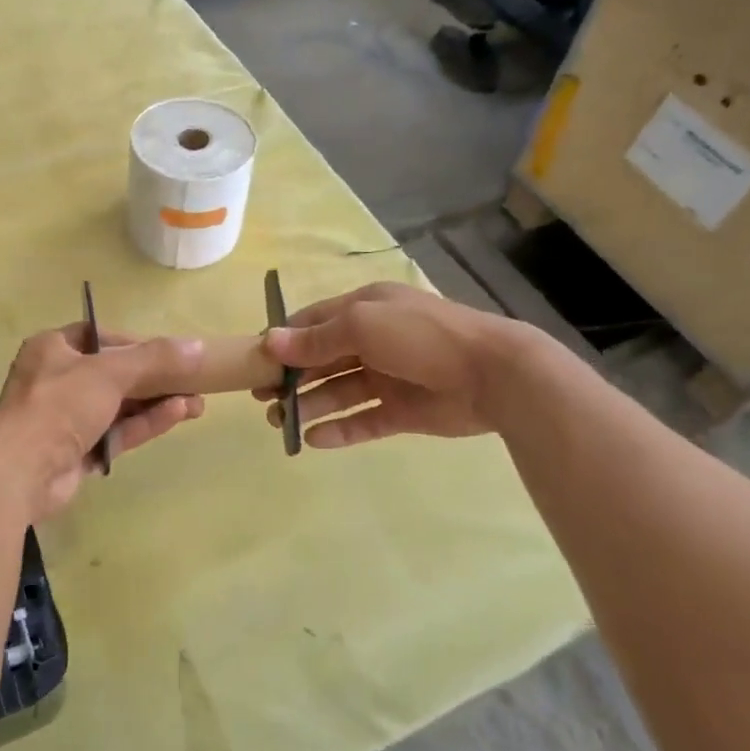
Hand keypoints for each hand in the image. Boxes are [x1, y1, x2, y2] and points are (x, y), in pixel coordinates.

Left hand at [0, 325, 205, 522]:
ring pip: (120, 405)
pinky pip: (117, 431)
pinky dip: (145, 423)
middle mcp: (57, 380)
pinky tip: (178, 415)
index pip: (100, 337)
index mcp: (53, 349)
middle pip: (114, 373)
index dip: (135, 342)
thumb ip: (155, 358)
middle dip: (155, 378)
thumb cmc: (59, 405)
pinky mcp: (77, 451)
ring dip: (156, 402)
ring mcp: (67, 419)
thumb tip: (198, 346)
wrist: (20, 473)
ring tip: (198, 403)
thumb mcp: (110, 372)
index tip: (169, 352)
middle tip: (194, 381)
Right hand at [254, 281, 527, 449]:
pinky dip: (339, 430)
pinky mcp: (402, 411)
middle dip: (292, 378)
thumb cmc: (421, 336)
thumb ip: (316, 338)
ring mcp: (388, 377)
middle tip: (262, 400)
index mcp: (365, 309)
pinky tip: (313, 441)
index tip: (256, 362)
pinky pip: (362, 421)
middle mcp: (373, 341)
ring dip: (310, 405)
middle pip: (323, 359)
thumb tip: (270, 342)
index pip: (314, 322)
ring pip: (339, 392)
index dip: (285, 340)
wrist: (494, 374)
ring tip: (281, 424)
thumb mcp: (363, 326)